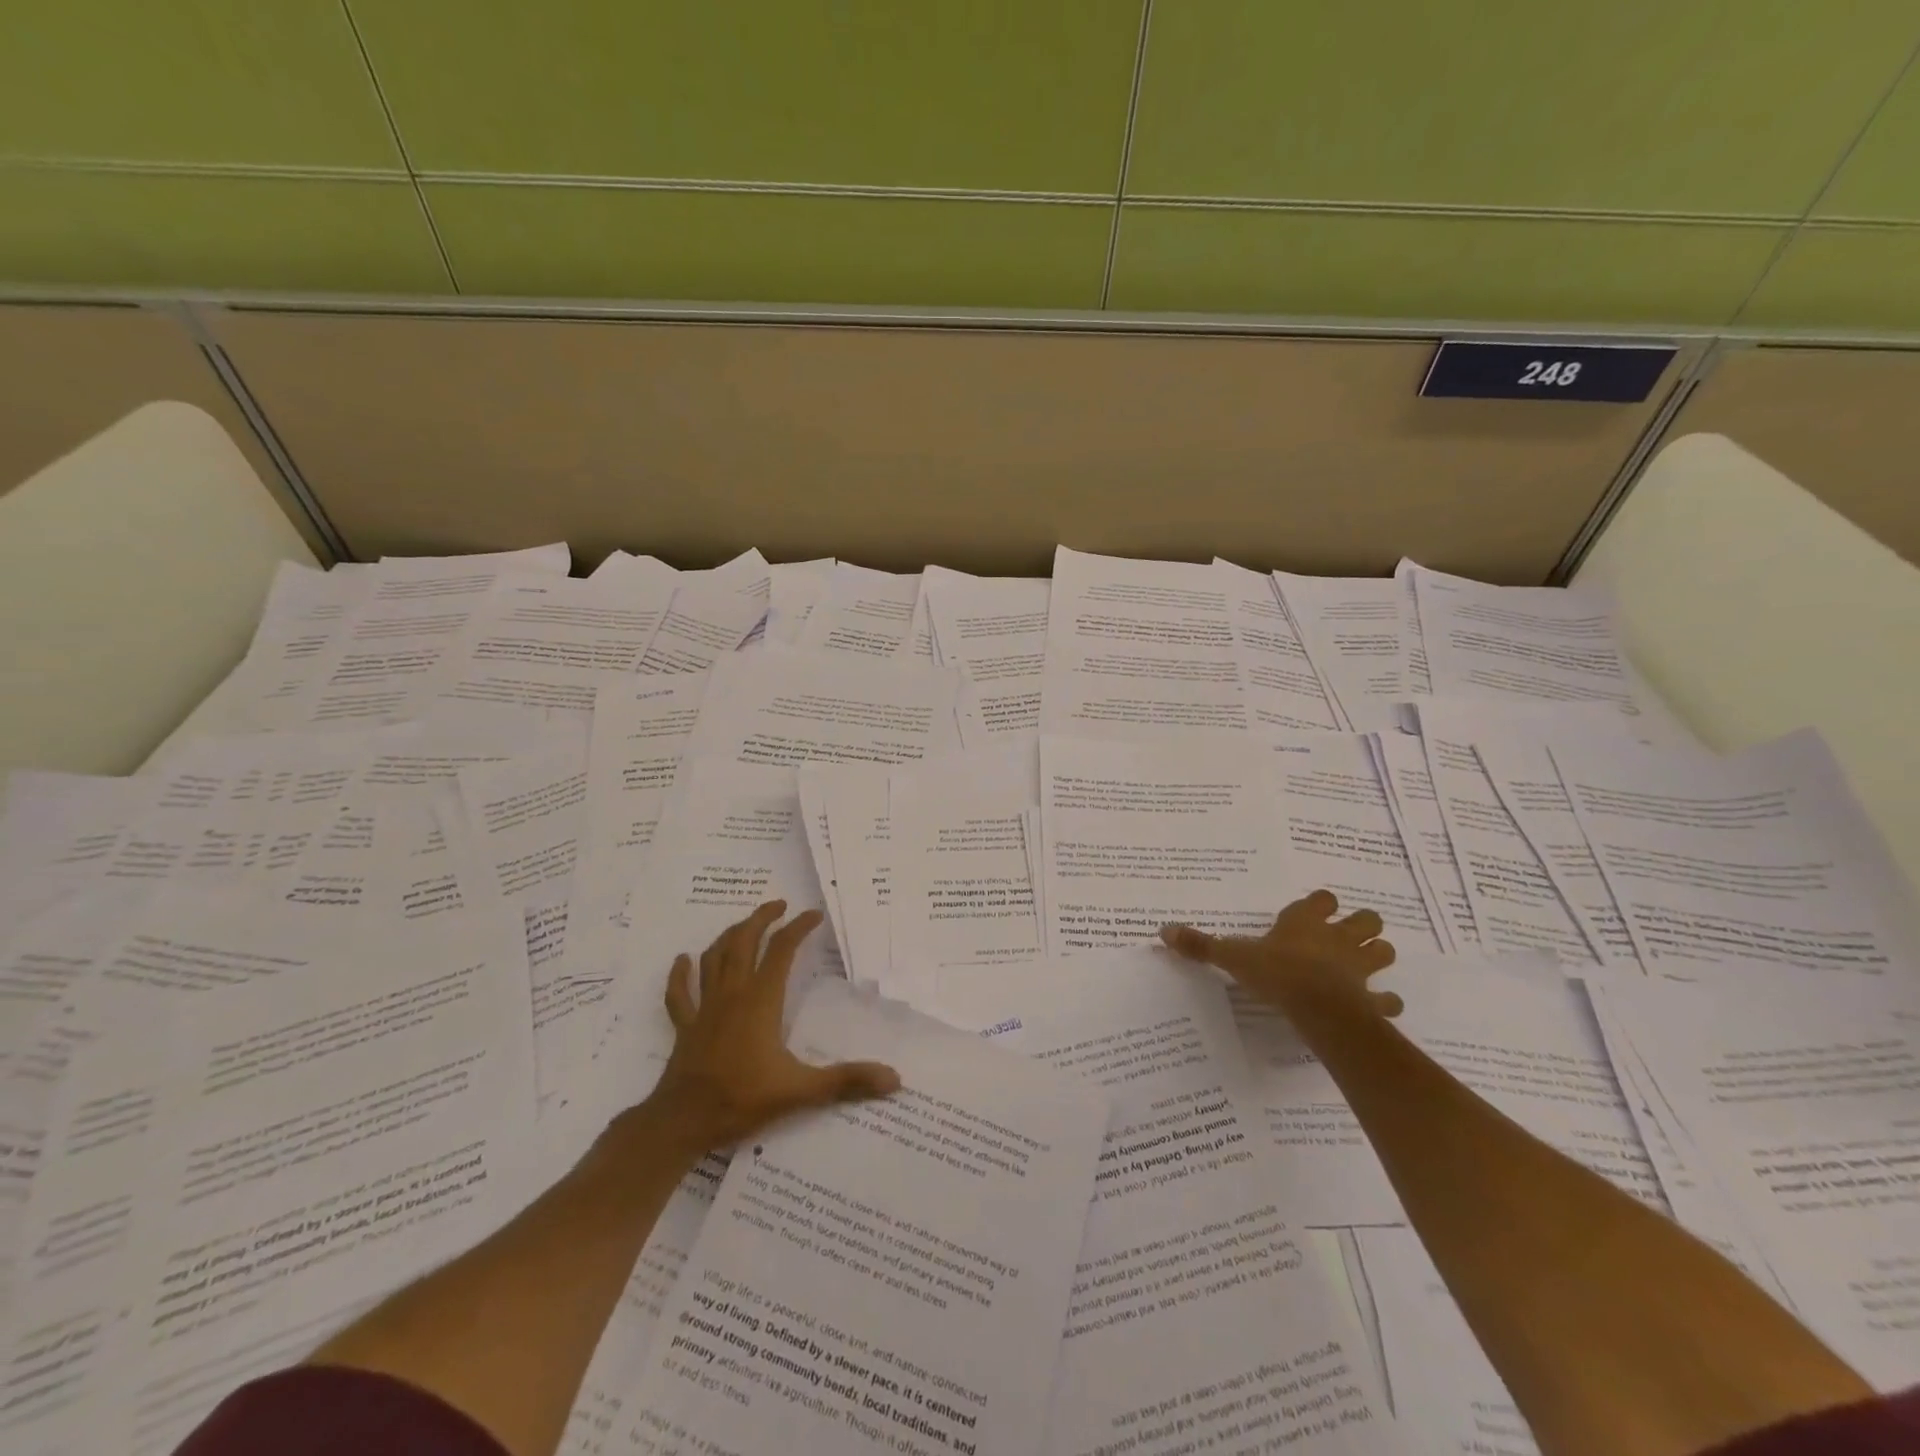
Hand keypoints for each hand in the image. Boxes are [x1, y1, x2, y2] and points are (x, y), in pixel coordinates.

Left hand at [643, 900, 900, 1150]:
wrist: (683, 1123)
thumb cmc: (742, 1100)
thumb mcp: (800, 1090)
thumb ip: (847, 1080)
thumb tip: (893, 1078)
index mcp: (761, 1001)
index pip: (782, 951)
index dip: (798, 928)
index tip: (814, 914)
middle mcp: (732, 994)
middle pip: (744, 942)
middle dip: (762, 919)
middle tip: (779, 905)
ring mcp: (705, 1008)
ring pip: (713, 958)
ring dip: (729, 936)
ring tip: (745, 926)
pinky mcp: (685, 1027)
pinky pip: (680, 993)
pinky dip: (681, 974)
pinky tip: (683, 960)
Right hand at [1160, 890, 1399, 1016]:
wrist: (1318, 1008)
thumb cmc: (1277, 973)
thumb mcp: (1233, 957)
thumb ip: (1202, 945)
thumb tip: (1164, 931)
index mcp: (1306, 923)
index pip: (1322, 900)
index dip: (1320, 904)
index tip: (1314, 911)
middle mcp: (1337, 939)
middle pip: (1366, 920)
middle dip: (1362, 925)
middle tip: (1347, 936)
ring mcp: (1359, 969)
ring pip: (1383, 952)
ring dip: (1377, 956)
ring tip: (1363, 966)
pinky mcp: (1372, 1000)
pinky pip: (1387, 1000)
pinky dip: (1385, 1003)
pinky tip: (1379, 1007)